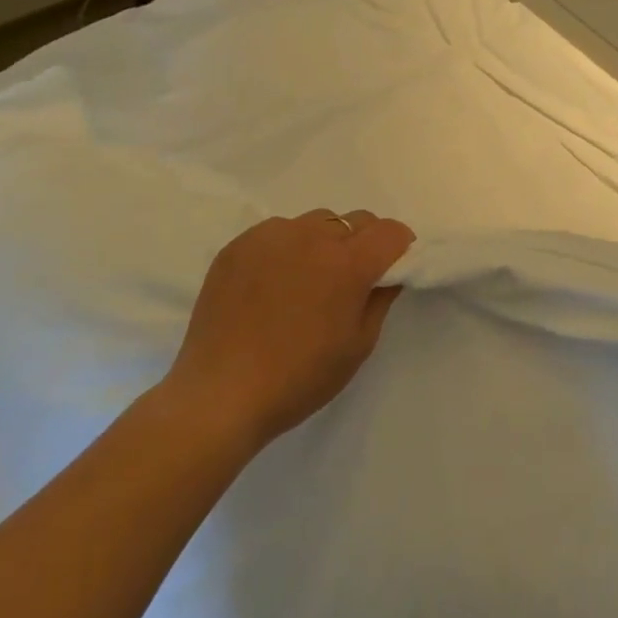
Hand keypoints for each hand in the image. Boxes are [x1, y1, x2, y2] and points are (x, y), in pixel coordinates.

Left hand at [164, 209, 414, 456]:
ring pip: (316, 223)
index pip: (390, 231)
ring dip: (324, 243)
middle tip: (349, 281)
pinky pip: (278, 232)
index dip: (399, 247)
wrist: (219, 396)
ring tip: (306, 280)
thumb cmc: (299, 378)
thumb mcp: (358, 346)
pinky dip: (286, 249)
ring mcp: (272, 237)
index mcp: (348, 263)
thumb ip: (381, 299)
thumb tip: (389, 273)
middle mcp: (313, 237)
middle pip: (355, 221)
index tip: (391, 269)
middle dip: (363, 243)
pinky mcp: (239, 245)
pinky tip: (272, 284)